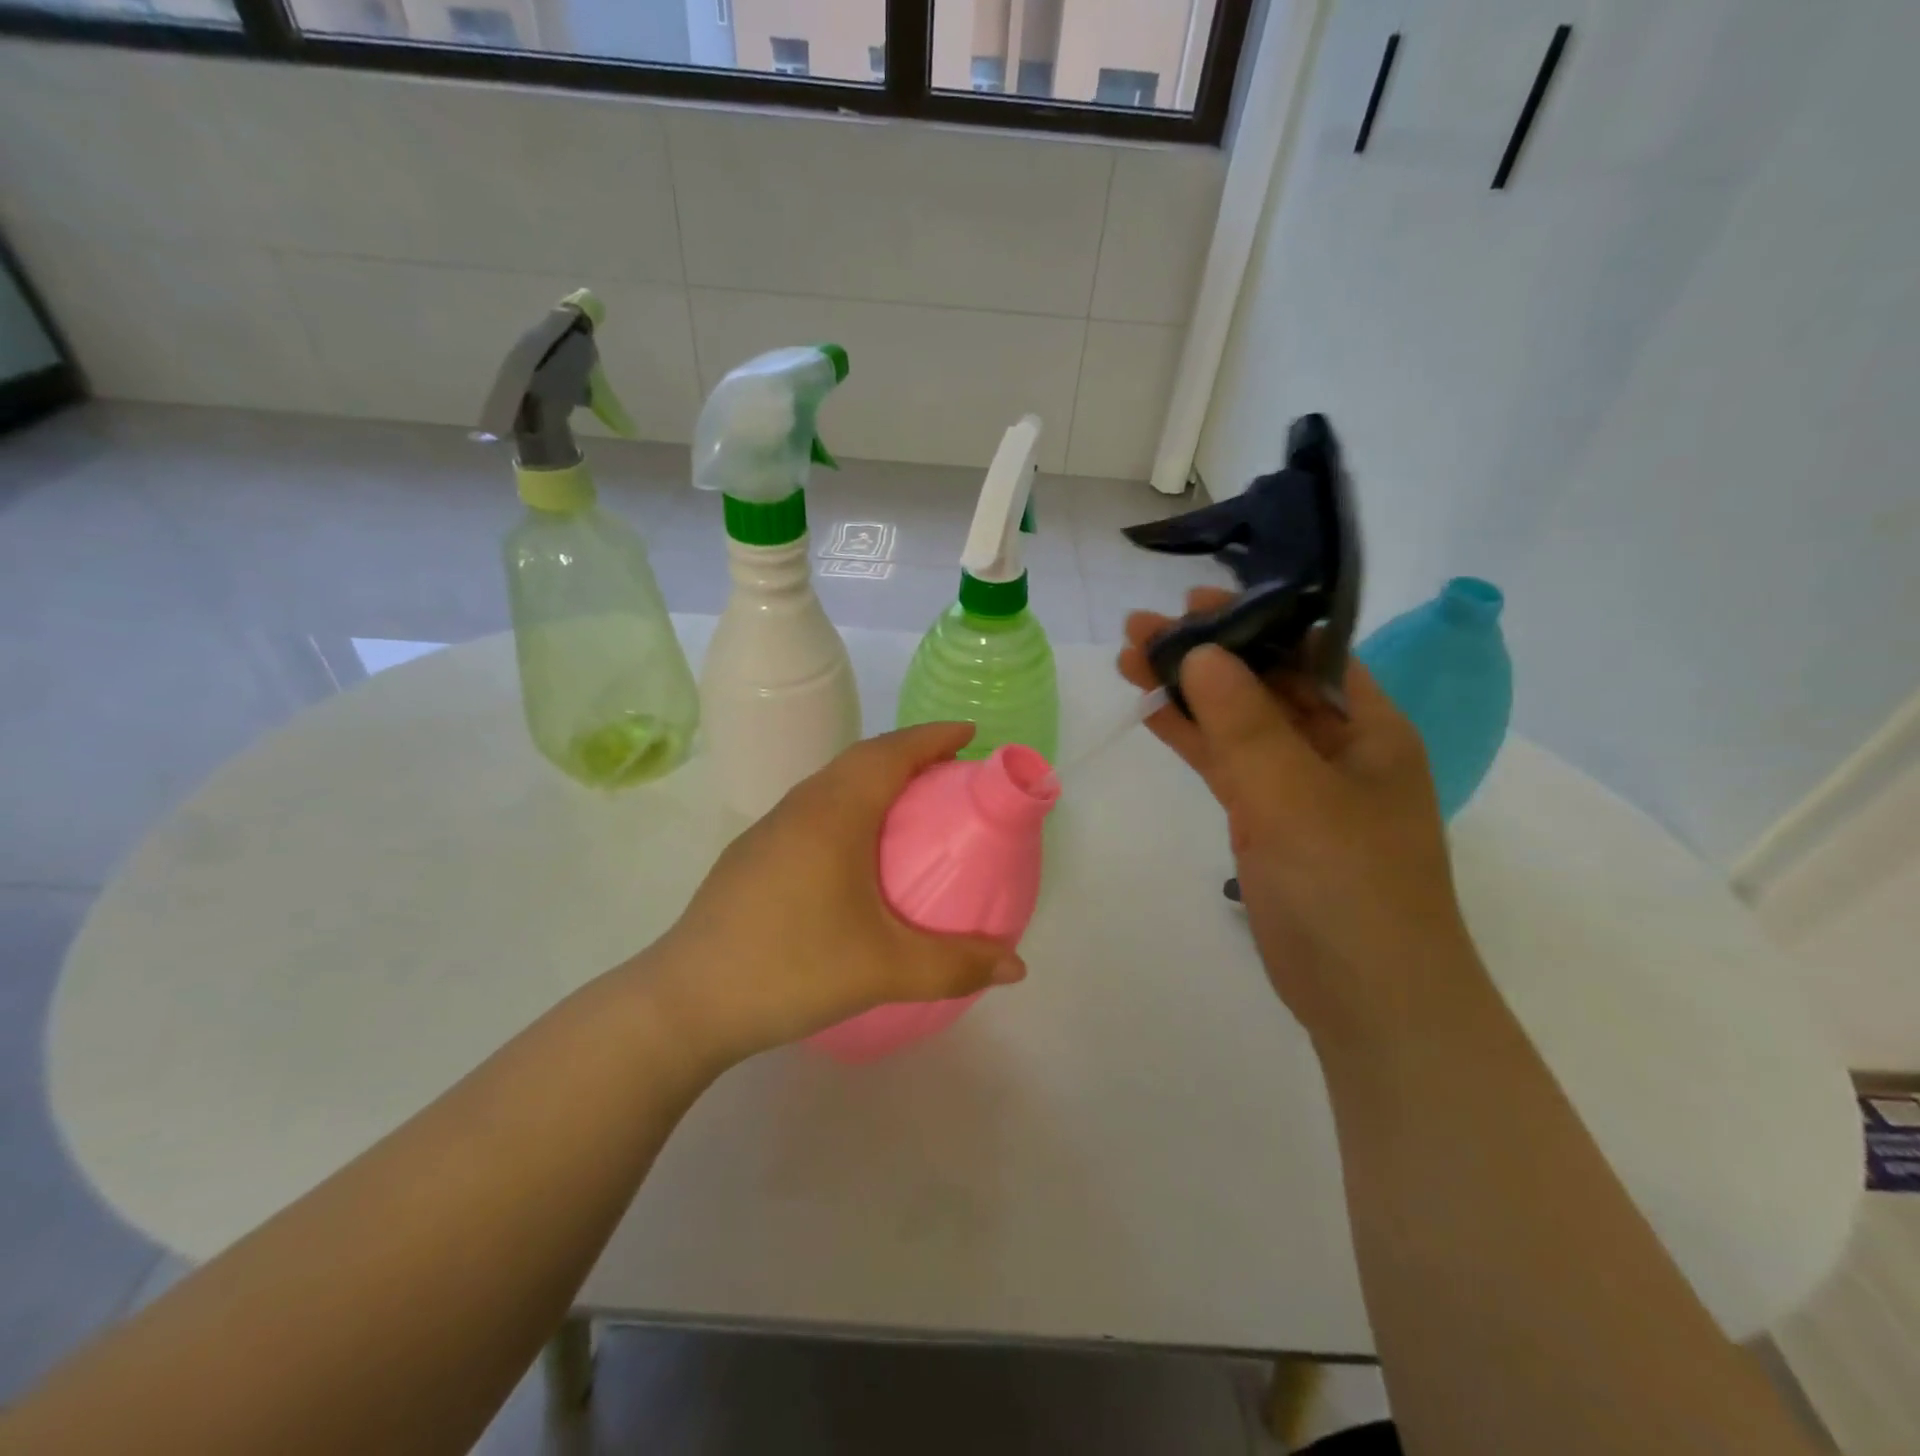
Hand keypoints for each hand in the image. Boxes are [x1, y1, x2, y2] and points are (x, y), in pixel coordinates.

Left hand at [648, 723, 1024, 1063]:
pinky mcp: (753, 856)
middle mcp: (800, 806)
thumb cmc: (790, 966)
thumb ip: (955, 965)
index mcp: (834, 812)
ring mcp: (770, 830)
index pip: (891, 752)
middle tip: (951, 772)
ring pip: (833, 784)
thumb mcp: (884, 969)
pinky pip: (814, 810)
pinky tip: (856, 853)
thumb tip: (1017, 966)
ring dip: (875, 780)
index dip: (934, 736)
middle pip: (862, 759)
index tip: (971, 733)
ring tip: (911, 807)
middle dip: (910, 753)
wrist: (685, 1002)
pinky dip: (849, 808)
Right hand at [1119, 588, 1481, 1045]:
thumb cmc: (1349, 887)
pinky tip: (1152, 710)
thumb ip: (1244, 723)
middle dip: (1206, 652)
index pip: (1308, 650)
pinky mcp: (1266, 818)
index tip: (1193, 602)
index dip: (1254, 618)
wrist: (1366, 997)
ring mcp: (1298, 784)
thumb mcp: (1295, 796)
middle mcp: (1335, 745)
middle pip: (1264, 681)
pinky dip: (1191, 737)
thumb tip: (1198, 652)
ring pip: (1237, 722)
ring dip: (1189, 692)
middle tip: (1140, 629)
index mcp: (1368, 726)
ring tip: (1130, 659)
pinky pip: (1226, 763)